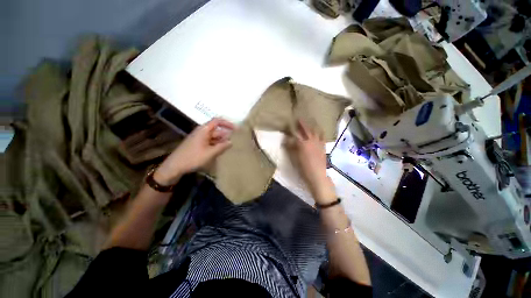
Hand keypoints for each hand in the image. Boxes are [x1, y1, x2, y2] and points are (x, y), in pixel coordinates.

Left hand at [154, 118, 234, 184]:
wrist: (174, 166)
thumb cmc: (193, 158)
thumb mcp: (210, 153)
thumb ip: (222, 146)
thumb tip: (231, 142)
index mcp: (204, 130)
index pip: (217, 121)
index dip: (227, 123)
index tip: (236, 129)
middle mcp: (201, 132)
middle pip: (216, 130)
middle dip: (226, 135)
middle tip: (236, 142)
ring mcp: (199, 138)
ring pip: (214, 137)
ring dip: (221, 141)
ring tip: (230, 148)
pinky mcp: (197, 144)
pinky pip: (210, 142)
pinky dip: (216, 145)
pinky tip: (221, 151)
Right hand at [285, 120, 335, 202]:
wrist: (317, 175)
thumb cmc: (303, 168)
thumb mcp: (294, 158)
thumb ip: (290, 148)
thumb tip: (286, 140)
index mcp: (302, 144)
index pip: (296, 134)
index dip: (292, 129)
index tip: (288, 125)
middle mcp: (311, 141)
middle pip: (306, 130)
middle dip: (302, 124)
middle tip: (299, 119)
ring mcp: (318, 143)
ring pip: (315, 131)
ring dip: (312, 126)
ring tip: (311, 122)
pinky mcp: (323, 147)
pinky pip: (322, 137)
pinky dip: (320, 133)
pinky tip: (319, 131)